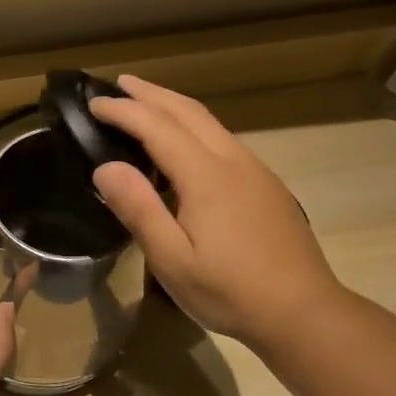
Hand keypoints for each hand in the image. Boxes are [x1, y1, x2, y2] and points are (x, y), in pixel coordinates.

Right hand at [88, 76, 343, 350]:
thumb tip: (106, 168)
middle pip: (188, 111)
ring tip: (147, 104)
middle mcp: (233, 161)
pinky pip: (224, 141)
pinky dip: (194, 128)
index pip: (157, 127)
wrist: (302, 311)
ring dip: (174, 107)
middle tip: (119, 83)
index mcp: (206, 177)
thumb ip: (139, 210)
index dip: (123, 111)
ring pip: (211, 123)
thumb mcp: (171, 260)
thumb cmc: (229, 291)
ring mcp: (255, 171)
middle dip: (151, 94)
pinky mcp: (267, 186)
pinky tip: (185, 147)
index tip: (93, 103)